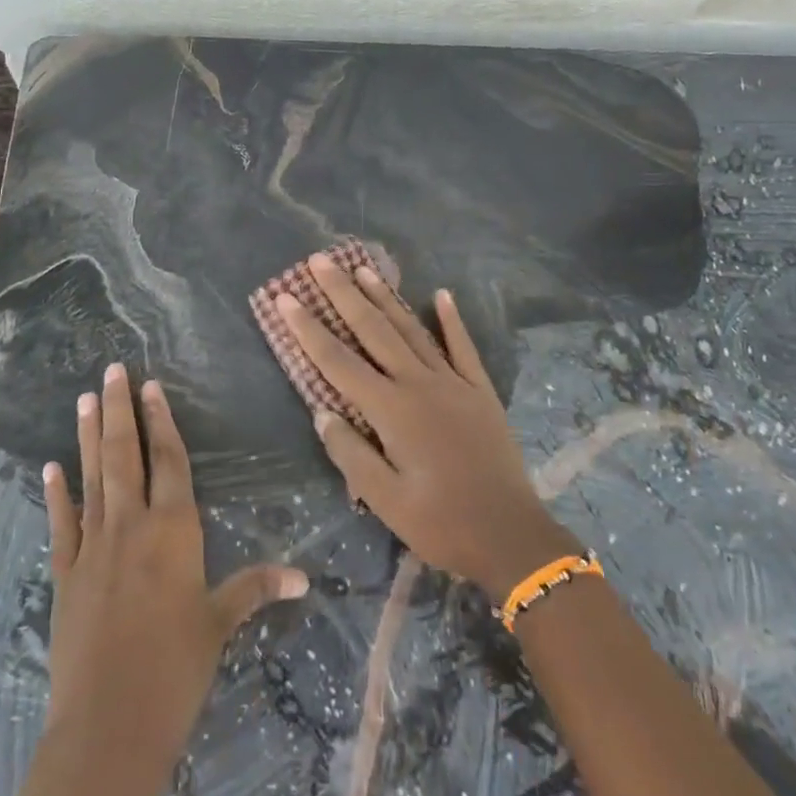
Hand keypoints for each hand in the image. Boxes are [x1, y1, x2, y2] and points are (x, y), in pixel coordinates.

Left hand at [41, 363, 307, 764]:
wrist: (108, 726)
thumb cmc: (176, 669)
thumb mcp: (220, 623)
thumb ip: (256, 588)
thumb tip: (305, 577)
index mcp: (174, 529)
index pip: (170, 461)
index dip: (162, 421)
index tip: (151, 387)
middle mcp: (132, 525)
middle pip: (126, 455)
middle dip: (120, 410)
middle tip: (111, 371)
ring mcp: (94, 547)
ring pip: (93, 478)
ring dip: (89, 437)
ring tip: (84, 399)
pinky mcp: (65, 574)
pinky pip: (62, 524)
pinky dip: (57, 494)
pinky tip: (50, 468)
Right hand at [271, 256, 580, 599]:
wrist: (510, 535)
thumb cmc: (441, 523)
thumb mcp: (385, 501)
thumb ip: (351, 453)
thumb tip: (322, 412)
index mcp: (392, 410)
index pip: (338, 361)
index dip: (308, 329)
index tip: (286, 297)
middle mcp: (419, 384)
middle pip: (373, 330)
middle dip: (343, 293)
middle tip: (320, 260)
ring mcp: (453, 382)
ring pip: (412, 329)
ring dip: (385, 297)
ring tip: (363, 268)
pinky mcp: (479, 390)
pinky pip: (462, 347)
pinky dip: (451, 320)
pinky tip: (442, 294)